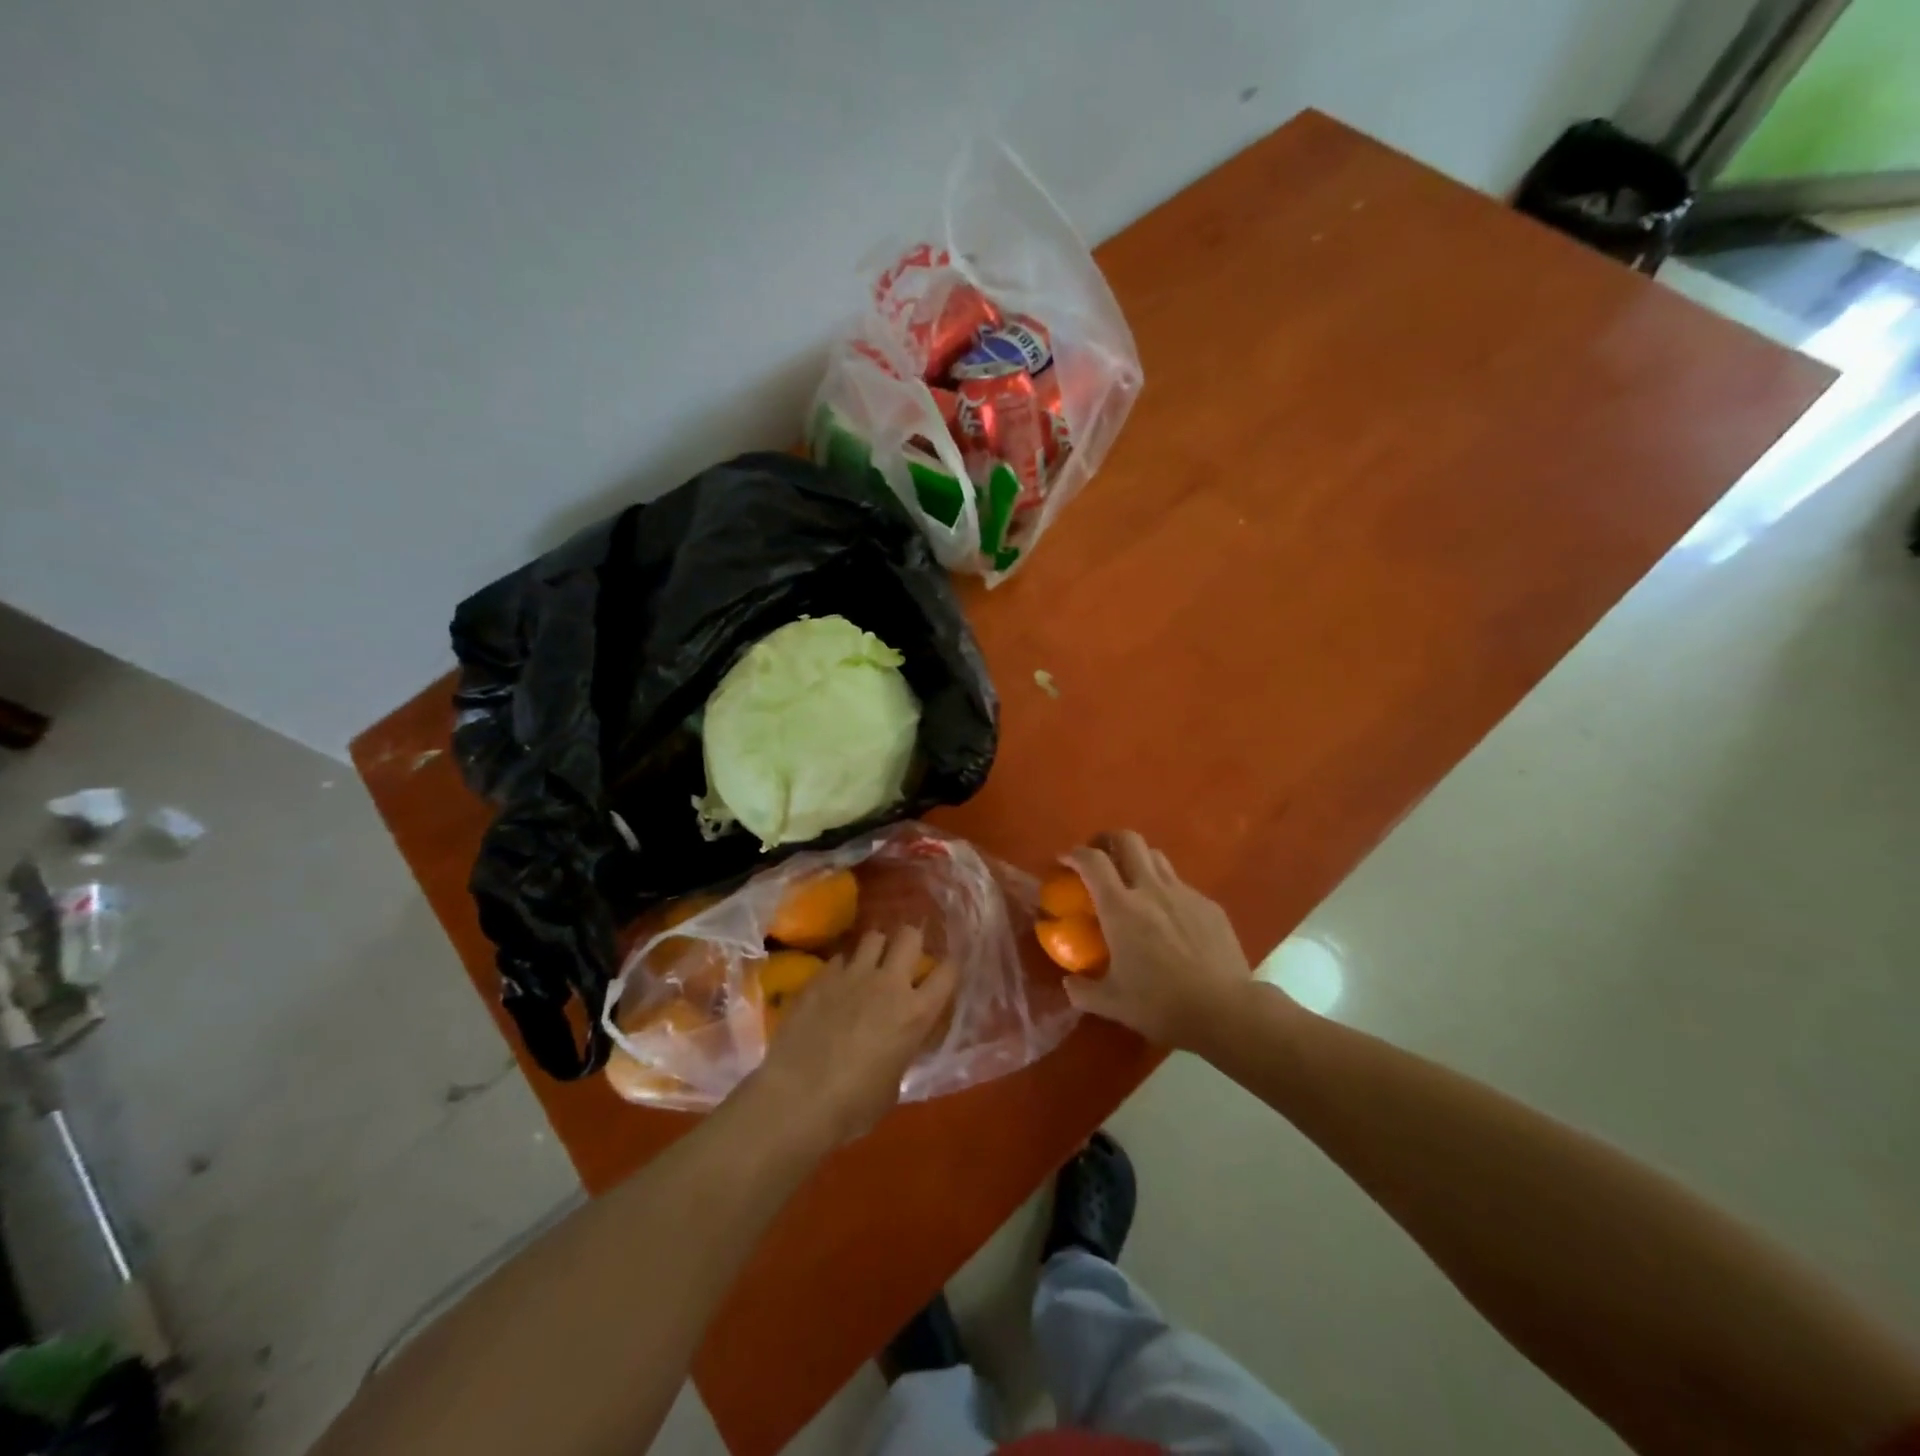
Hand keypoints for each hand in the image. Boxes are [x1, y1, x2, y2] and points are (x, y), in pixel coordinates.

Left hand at [748, 925, 956, 1148]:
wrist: (797, 1099)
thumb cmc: (853, 1106)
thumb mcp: (894, 1084)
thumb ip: (902, 1051)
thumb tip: (897, 1043)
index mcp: (916, 1013)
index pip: (948, 972)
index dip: (950, 966)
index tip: (946, 969)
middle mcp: (889, 983)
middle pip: (910, 936)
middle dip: (910, 941)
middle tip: (904, 958)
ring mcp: (852, 975)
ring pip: (873, 936)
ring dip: (876, 948)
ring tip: (870, 964)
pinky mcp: (821, 977)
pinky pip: (839, 958)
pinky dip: (842, 967)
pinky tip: (835, 985)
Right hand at [1061, 831, 1258, 1051]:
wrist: (1226, 1011)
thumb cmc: (1161, 1005)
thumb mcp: (1112, 1004)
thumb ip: (1083, 991)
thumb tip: (1069, 983)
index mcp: (1120, 907)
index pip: (1092, 861)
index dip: (1075, 854)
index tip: (1065, 861)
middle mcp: (1151, 889)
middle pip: (1128, 840)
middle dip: (1108, 840)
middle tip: (1099, 856)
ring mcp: (1184, 893)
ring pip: (1157, 856)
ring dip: (1138, 860)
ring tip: (1132, 881)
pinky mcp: (1209, 905)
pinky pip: (1181, 884)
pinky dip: (1166, 890)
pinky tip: (1169, 917)